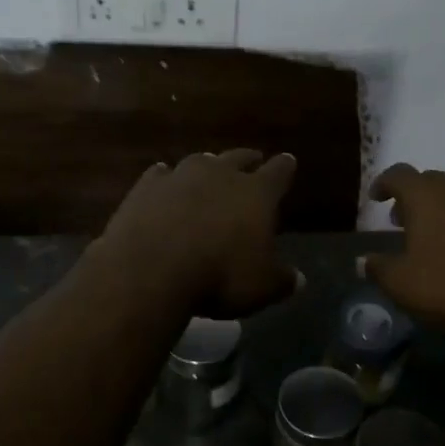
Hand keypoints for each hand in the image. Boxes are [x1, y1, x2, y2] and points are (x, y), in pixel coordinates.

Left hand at [98, 150, 300, 316]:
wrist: (150, 270)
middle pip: (239, 157)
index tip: (288, 161)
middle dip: (248, 160)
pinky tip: (164, 184)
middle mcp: (220, 174)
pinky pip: (161, 174)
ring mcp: (180, 176)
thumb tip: (298, 279)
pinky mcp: (146, 186)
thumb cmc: (219, 276)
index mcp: (257, 193)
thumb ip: (282, 279)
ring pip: (200, 161)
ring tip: (209, 172)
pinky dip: (167, 179)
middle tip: (253, 161)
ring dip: (207, 167)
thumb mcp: (261, 288)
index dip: (285, 167)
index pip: (279, 172)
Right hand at [364, 165, 444, 336]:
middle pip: (432, 181)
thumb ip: (378, 268)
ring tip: (440, 235)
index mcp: (428, 195)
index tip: (377, 198)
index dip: (384, 183)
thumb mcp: (402, 284)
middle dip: (415, 198)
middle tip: (405, 221)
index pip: (399, 174)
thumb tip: (363, 260)